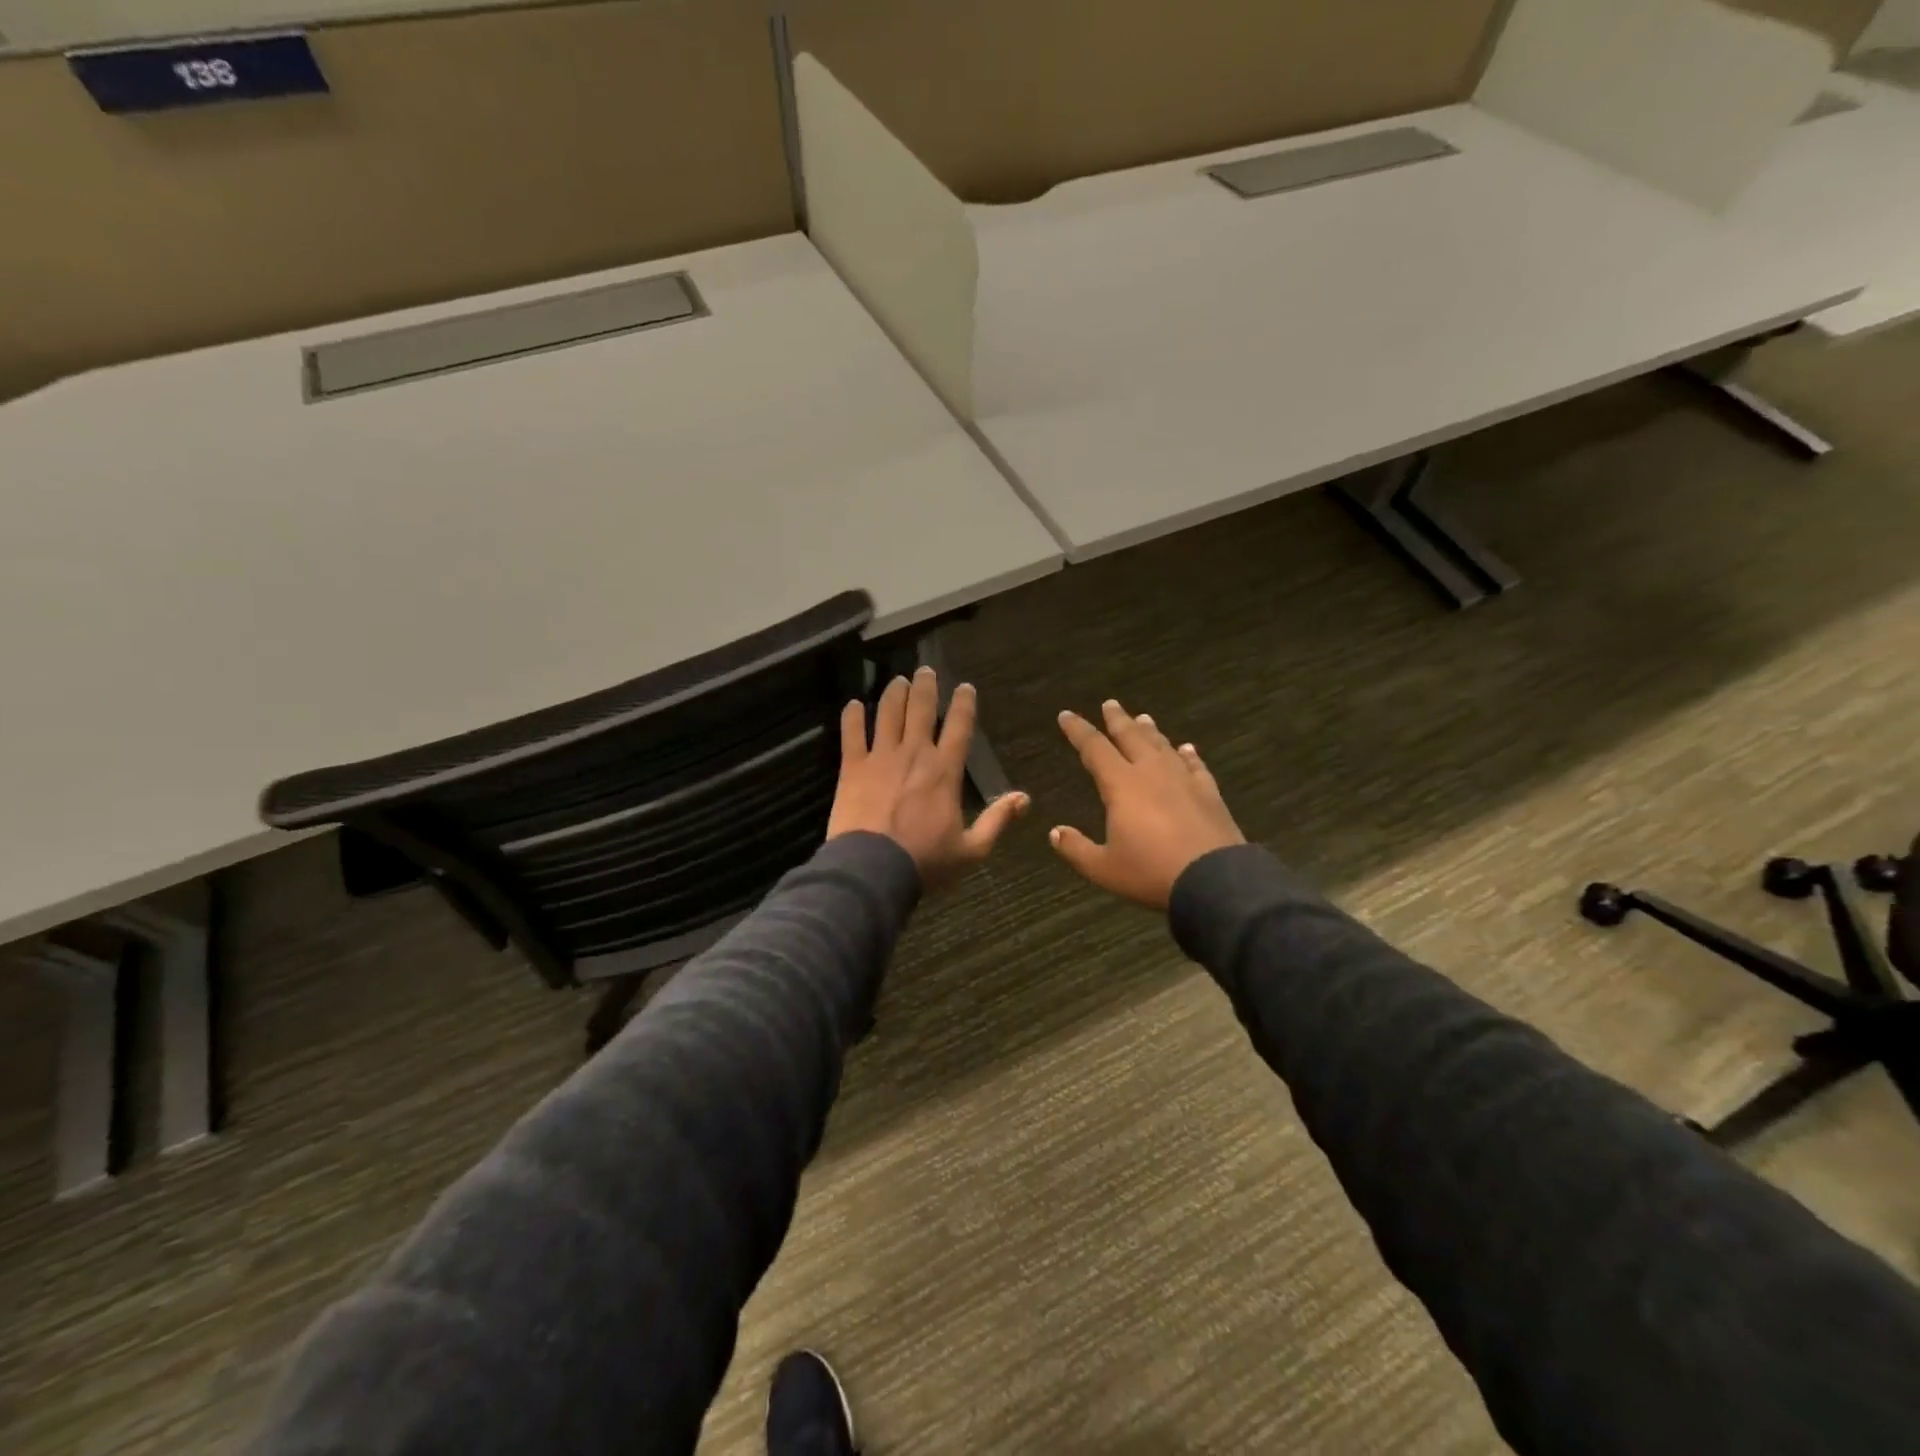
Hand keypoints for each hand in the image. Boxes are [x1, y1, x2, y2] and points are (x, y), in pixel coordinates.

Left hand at [828, 666, 1028, 887]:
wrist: (873, 869)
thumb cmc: (925, 861)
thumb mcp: (971, 849)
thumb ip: (997, 820)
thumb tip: (1024, 798)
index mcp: (945, 771)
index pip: (960, 727)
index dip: (964, 704)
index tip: (965, 687)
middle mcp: (915, 753)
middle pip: (922, 709)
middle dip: (925, 687)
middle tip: (925, 671)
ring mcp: (881, 757)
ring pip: (888, 713)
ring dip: (894, 694)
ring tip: (897, 681)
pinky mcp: (852, 767)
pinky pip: (851, 734)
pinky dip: (852, 717)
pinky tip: (853, 705)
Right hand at [1050, 700, 1244, 909]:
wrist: (1214, 880)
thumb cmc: (1151, 872)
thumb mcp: (1104, 868)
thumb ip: (1076, 849)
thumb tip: (1055, 833)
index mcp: (1121, 785)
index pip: (1094, 748)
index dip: (1078, 730)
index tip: (1066, 715)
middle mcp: (1151, 772)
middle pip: (1131, 737)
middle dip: (1117, 720)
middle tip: (1110, 703)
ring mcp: (1183, 780)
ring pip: (1162, 746)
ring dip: (1150, 731)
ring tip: (1143, 718)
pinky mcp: (1208, 792)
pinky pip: (1195, 765)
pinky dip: (1187, 754)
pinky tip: (1186, 749)